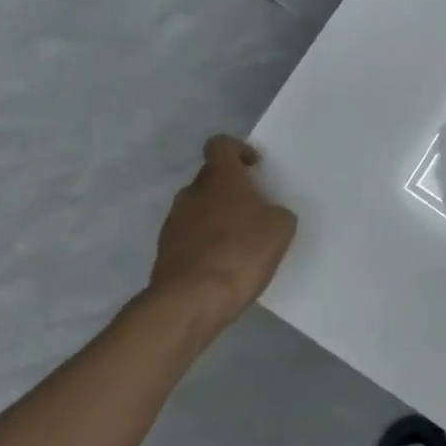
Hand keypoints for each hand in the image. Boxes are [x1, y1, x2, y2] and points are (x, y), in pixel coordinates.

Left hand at [147, 137, 297, 327]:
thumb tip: (268, 215)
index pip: (220, 145)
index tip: (254, 167)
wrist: (192, 300)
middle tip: (255, 210)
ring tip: (241, 243)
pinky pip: (191, 238)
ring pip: (199, 210)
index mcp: (220, 178)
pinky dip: (207, 245)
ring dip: (218, 219)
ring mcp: (173, 222)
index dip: (238, 150)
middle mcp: (191, 193)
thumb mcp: (280, 229)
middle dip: (231, 190)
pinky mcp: (166, 252)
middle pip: (211, 180)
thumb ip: (276, 213)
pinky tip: (225, 266)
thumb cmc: (241, 253)